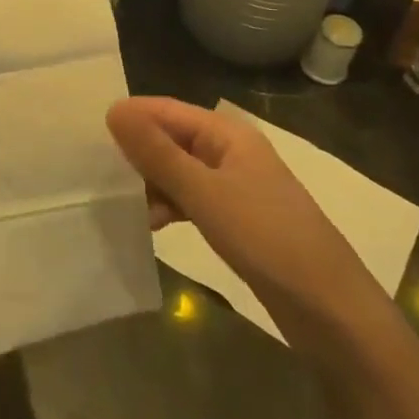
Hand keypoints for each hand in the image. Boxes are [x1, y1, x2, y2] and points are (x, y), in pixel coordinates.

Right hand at [108, 98, 395, 355]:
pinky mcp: (237, 218)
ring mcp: (236, 185)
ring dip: (152, 184)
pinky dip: (171, 206)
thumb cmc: (266, 238)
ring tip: (126, 207)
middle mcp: (230, 150)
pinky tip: (153, 225)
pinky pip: (192, 198)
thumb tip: (114, 110)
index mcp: (227, 133)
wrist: (331, 309)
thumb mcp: (203, 193)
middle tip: (100, 176)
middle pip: (172, 139)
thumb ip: (157, 153)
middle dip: (139, 154)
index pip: (166, 109)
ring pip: (179, 171)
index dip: (131, 118)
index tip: (87, 135)